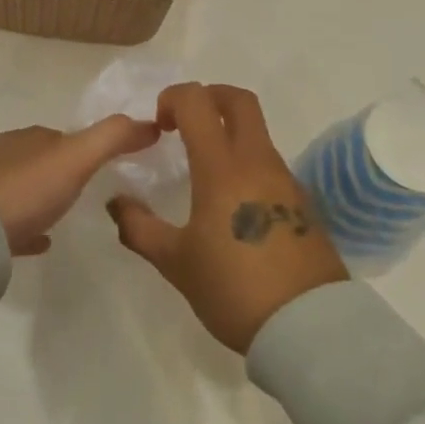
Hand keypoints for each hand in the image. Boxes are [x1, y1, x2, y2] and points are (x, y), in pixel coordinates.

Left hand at [0, 116, 160, 255]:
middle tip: (89, 190)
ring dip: (43, 196)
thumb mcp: (78, 157)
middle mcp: (4, 157)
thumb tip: (151, 123)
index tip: (107, 164)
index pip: (61, 136)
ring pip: (23, 189)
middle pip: (41, 160)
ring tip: (65, 214)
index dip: (84, 146)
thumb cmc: (28, 190)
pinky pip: (11, 222)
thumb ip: (114, 137)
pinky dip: (29, 225)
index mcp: (26, 138)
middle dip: (62, 170)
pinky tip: (42, 241)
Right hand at [109, 84, 347, 352]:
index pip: (197, 102)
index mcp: (222, 167)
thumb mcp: (175, 262)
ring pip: (257, 132)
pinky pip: (270, 164)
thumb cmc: (233, 288)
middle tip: (183, 123)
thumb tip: (116, 203)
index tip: (158, 125)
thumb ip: (139, 227)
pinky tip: (232, 203)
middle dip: (208, 96)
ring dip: (228, 132)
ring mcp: (285, 180)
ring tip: (203, 169)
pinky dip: (246, 163)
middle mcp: (257, 161)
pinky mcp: (301, 202)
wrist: (308, 327)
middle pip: (239, 100)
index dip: (173, 98)